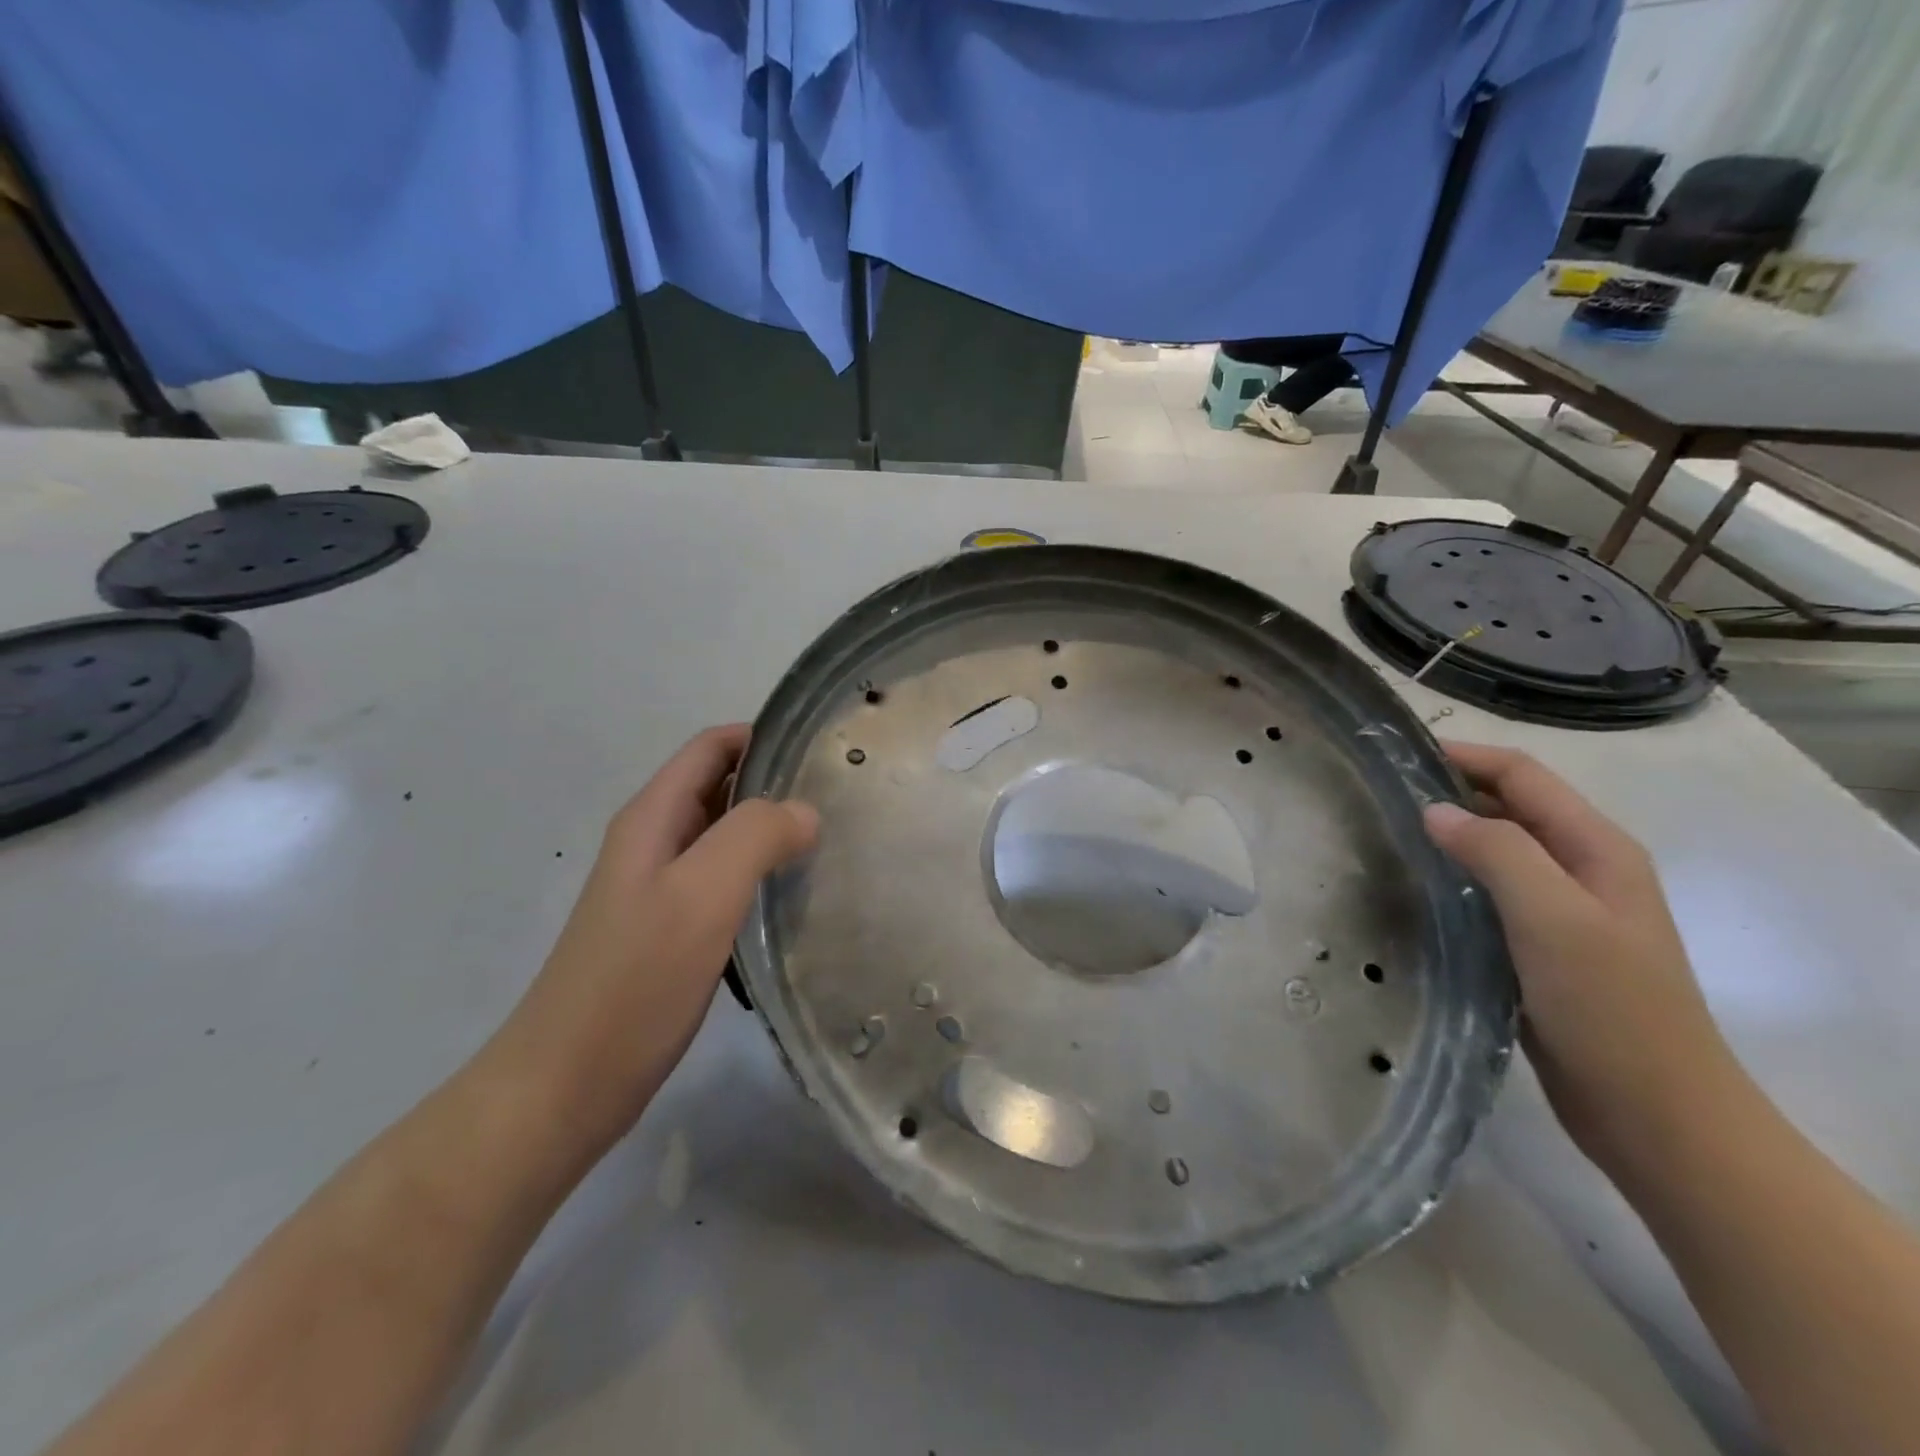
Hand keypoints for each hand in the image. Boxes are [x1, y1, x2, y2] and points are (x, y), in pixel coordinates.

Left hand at [488, 725, 818, 1155]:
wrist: (566, 1087)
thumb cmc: (634, 982)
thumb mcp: (700, 894)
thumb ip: (755, 837)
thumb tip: (804, 813)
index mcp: (652, 818)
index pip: (712, 747)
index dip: (763, 736)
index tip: (822, 751)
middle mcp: (654, 843)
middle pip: (720, 787)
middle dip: (775, 782)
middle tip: (840, 799)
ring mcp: (660, 890)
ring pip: (725, 837)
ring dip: (772, 831)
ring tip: (831, 843)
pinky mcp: (672, 932)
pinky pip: (725, 882)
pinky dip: (761, 875)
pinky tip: (795, 897)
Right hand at [1423, 743, 1735, 1170]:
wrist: (1657, 1115)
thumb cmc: (1611, 1008)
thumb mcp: (1555, 918)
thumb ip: (1498, 852)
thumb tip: (1433, 810)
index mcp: (1597, 848)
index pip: (1521, 776)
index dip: (1462, 756)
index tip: (1395, 754)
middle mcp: (1582, 868)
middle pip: (1508, 807)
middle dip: (1448, 791)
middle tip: (1377, 795)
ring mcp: (1562, 910)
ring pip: (1495, 850)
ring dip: (1446, 836)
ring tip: (1383, 836)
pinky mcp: (1539, 947)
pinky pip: (1488, 893)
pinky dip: (1451, 879)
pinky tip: (1413, 891)